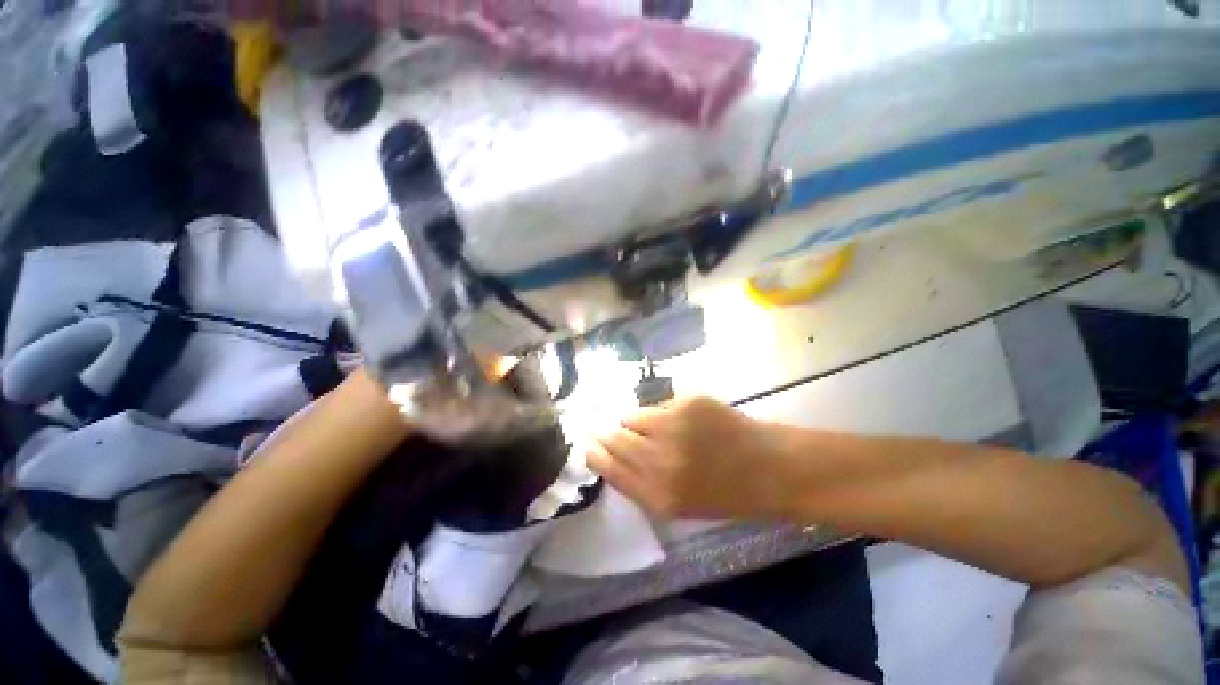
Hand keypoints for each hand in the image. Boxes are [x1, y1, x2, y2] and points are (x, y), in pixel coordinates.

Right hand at [586, 396, 793, 518]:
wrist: (770, 469)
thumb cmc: (724, 493)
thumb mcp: (678, 505)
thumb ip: (640, 482)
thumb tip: (610, 454)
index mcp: (657, 495)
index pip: (608, 467)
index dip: (595, 452)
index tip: (588, 443)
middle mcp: (660, 461)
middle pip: (613, 437)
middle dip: (607, 432)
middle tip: (606, 426)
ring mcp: (674, 427)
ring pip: (631, 415)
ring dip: (635, 421)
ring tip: (653, 426)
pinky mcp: (688, 403)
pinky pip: (658, 405)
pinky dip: (662, 412)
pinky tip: (680, 420)